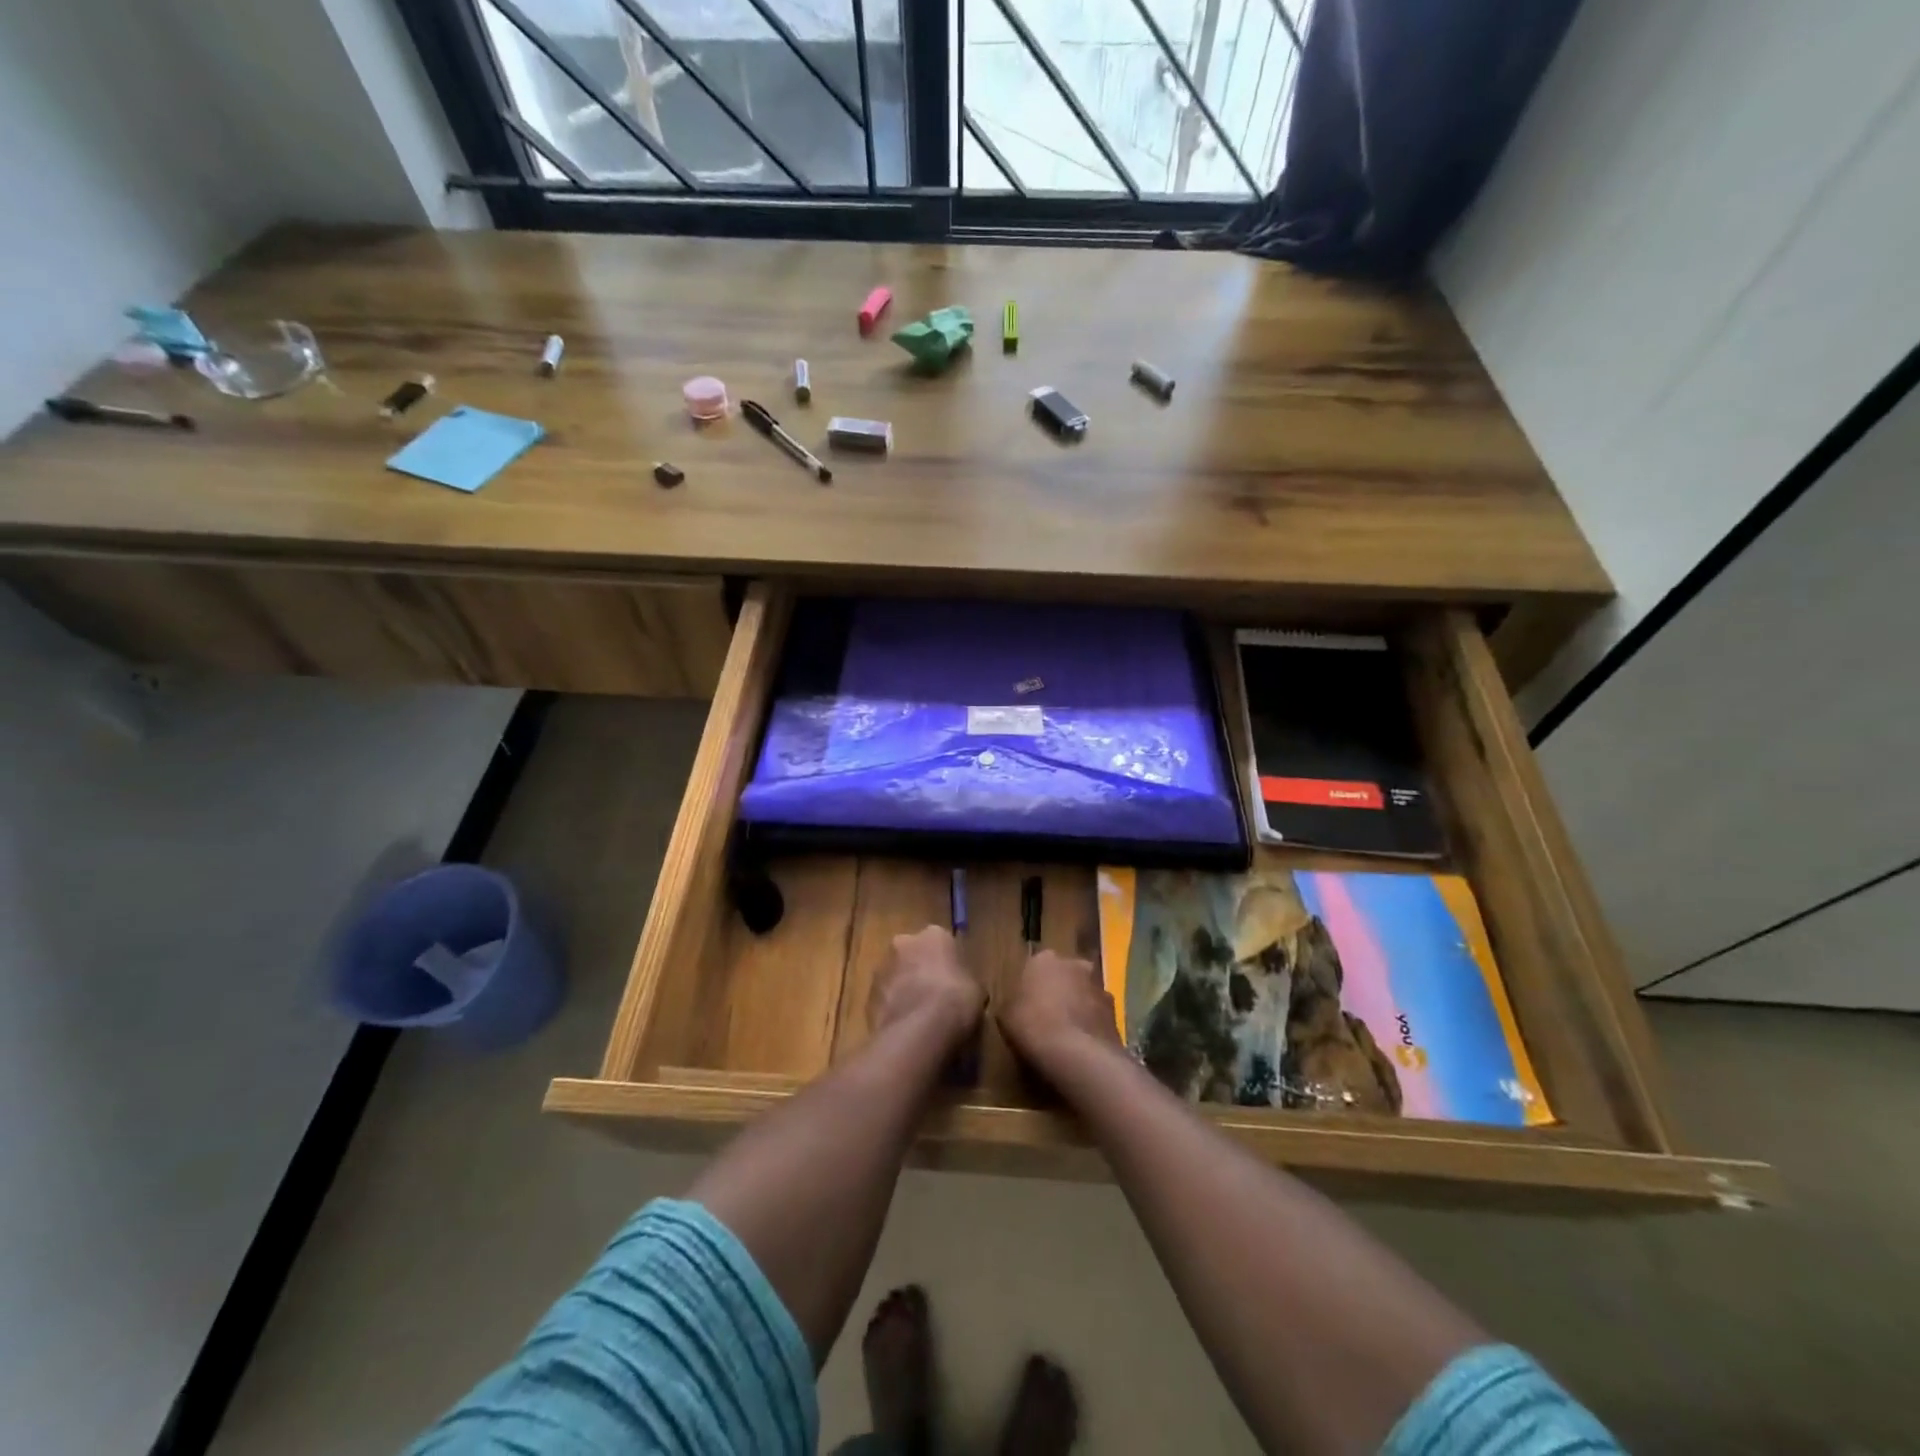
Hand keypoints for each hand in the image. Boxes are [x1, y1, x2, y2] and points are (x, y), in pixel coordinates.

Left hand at [869, 926, 984, 1049]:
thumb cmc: (956, 1000)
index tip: (954, 981)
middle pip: (913, 954)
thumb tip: (963, 989)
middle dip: (920, 970)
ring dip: (904, 989)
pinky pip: (885, 998)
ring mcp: (882, 967)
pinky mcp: (867, 994)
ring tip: (919, 1016)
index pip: (942, 943)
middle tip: (934, 996)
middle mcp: (904, 942)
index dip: (948, 963)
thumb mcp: (976, 990)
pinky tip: (906, 1027)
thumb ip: (965, 981)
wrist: (919, 1029)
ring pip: (896, 975)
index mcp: (934, 934)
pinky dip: (893, 1008)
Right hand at [998, 950, 1121, 1072]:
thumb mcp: (1005, 1016)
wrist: (1077, 1054)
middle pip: (1064, 975)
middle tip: (1046, 1017)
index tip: (1026, 1006)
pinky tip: (1081, 1047)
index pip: (1035, 967)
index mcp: (1044, 959)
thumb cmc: (1033, 1026)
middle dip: (1059, 991)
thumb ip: (1012, 1004)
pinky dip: (1090, 1026)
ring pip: (1084, 994)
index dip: (1031, 987)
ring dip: (1077, 1007)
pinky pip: (1097, 1016)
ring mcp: (1099, 987)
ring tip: (1066, 1036)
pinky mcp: (1115, 1012)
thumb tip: (1016, 1007)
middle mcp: (1075, 964)